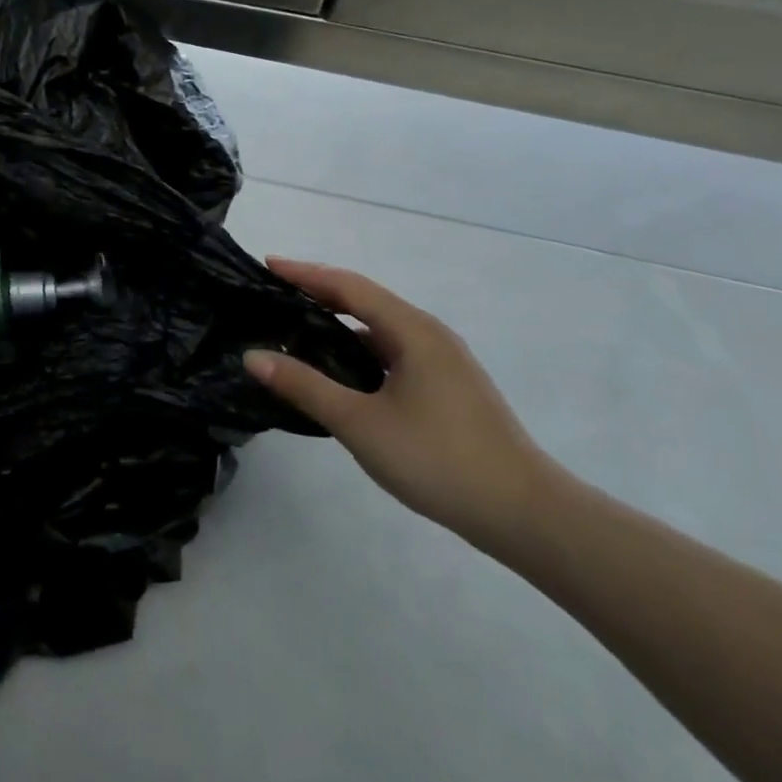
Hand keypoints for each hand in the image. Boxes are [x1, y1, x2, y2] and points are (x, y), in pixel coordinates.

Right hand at [244, 257, 559, 549]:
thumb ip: (305, 386)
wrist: (527, 516)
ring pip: (380, 329)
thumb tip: (253, 356)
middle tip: (275, 295)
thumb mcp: (361, 423)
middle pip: (365, 300)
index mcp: (412, 330)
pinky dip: (359, 349)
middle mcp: (429, 334)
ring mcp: (443, 361)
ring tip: (298, 331)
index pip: (348, 285)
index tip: (267, 265)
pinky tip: (340, 372)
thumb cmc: (439, 460)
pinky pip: (392, 352)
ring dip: (339, 323)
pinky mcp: (448, 387)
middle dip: (319, 293)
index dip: (305, 273)